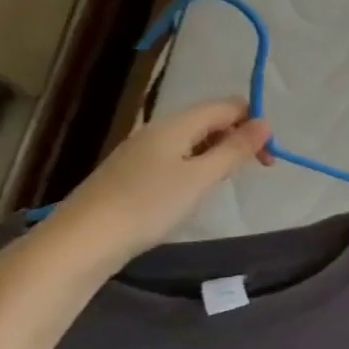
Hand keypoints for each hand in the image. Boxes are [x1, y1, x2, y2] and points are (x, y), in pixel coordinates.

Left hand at [35, 100, 272, 275]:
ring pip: (193, 140)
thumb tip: (266, 123)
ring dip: (218, 154)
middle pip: (210, 120)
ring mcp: (141, 152)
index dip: (254, 123)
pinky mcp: (131, 174)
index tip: (267, 157)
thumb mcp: (200, 178)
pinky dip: (196, 167)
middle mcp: (158, 130)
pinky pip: (176, 158)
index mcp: (176, 124)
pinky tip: (192, 192)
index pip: (227, 105)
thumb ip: (235, 149)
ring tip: (223, 183)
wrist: (80, 243)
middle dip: (238, 138)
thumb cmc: (147, 206)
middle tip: (253, 170)